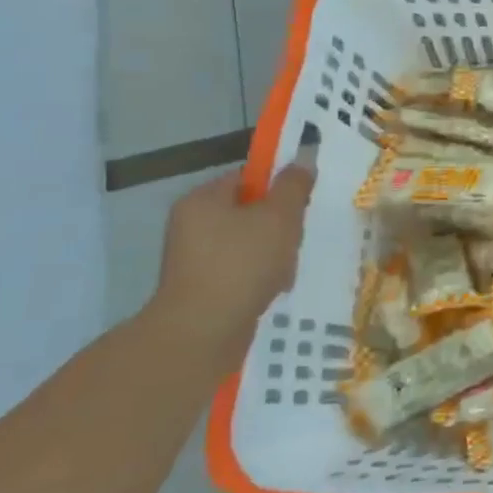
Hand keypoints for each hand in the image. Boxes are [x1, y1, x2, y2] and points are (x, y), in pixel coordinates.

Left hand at [150, 159, 315, 365]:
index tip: (301, 203)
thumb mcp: (279, 216)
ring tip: (287, 269)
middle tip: (296, 238)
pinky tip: (274, 289)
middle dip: (278, 225)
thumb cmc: (242, 263)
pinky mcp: (200, 289)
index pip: (246, 178)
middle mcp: (191, 225)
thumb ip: (293, 186)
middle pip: (249, 212)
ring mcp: (193, 259)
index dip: (277, 186)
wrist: (203, 332)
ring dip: (273, 253)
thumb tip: (302, 160)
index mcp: (202, 200)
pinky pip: (240, 271)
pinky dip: (259, 277)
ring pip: (248, 244)